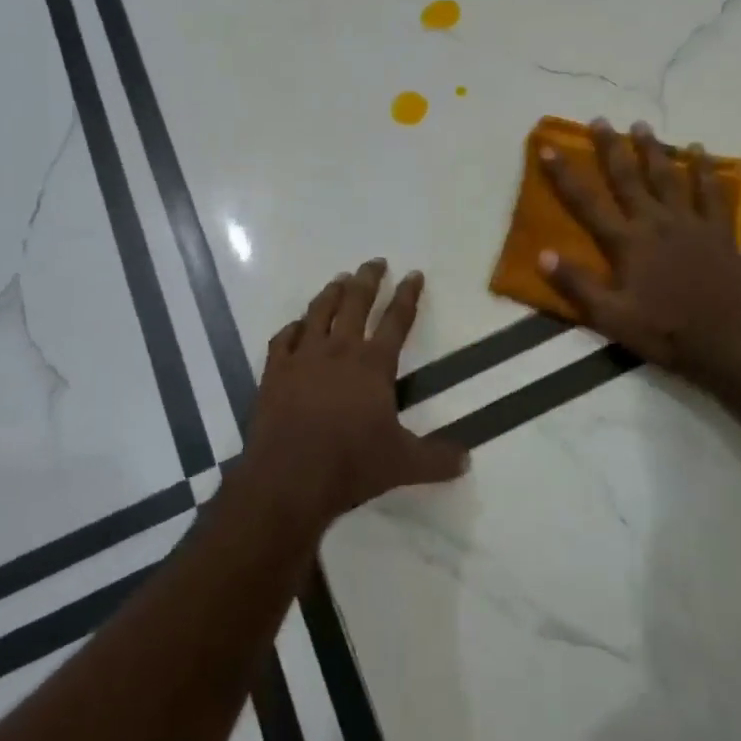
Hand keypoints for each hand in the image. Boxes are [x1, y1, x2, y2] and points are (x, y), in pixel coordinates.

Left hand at [240, 259, 469, 530]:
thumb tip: (467, 459)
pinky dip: (292, 328)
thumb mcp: (403, 464)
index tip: (414, 274)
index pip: (397, 321)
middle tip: (375, 262)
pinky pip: (283, 339)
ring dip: (331, 293)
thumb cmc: (351, 465)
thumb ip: (437, 459)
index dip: (408, 295)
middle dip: (368, 280)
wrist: (288, 478)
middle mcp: (339, 351)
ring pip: (318, 313)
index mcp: (373, 365)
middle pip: (355, 303)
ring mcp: (302, 359)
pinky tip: (296, 326)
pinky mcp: (274, 373)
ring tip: (339, 280)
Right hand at [539, 119, 740, 387]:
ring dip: (652, 149)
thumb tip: (542, 254)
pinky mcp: (718, 231)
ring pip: (667, 176)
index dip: (564, 173)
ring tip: (641, 126)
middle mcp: (655, 222)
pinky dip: (704, 169)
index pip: (586, 202)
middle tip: (600, 121)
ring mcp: (689, 223)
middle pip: (628, 177)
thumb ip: (577, 284)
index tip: (549, 147)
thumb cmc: (663, 332)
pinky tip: (699, 151)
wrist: (727, 344)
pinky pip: (710, 191)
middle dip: (611, 148)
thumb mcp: (610, 317)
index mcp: (626, 242)